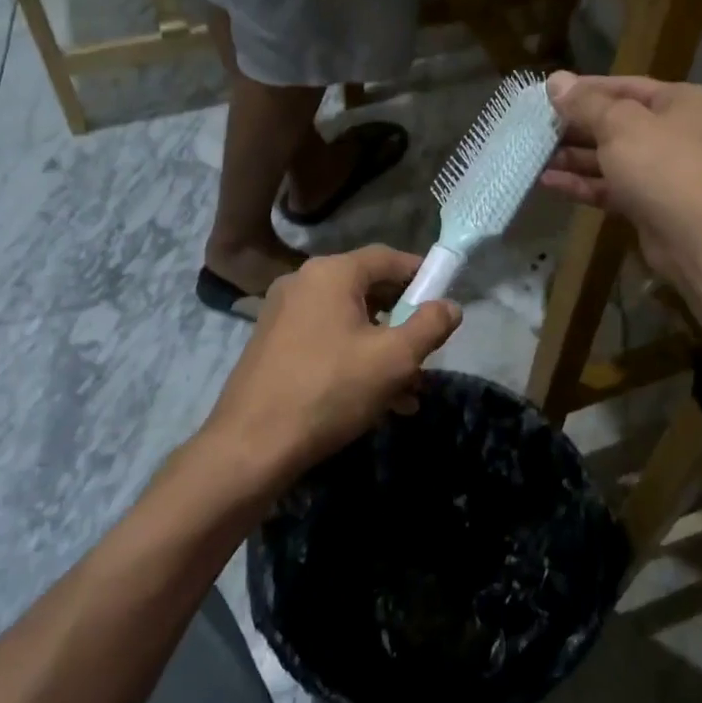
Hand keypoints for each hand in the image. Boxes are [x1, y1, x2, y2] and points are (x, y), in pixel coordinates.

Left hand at [199, 246, 461, 497]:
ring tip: (409, 391)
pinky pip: (327, 341)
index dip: (421, 274)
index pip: (387, 258)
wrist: (252, 445)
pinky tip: (377, 401)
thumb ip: (429, 326)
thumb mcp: (394, 359)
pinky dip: (355, 360)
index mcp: (331, 273)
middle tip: (428, 352)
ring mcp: (283, 314)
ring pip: (349, 322)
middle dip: (404, 323)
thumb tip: (449, 306)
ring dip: (383, 350)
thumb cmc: (330, 390)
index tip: (445, 298)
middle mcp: (303, 283)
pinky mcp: (273, 345)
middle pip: (368, 290)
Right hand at [542, 71, 701, 277]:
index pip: (627, 86)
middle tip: (537, 128)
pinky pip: (612, 188)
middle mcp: (677, 133)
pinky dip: (583, 184)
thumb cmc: (661, 165)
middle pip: (618, 124)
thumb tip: (555, 80)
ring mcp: (665, 173)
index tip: (549, 94)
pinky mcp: (651, 206)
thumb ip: (585, 103)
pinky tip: (549, 183)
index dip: (586, 89)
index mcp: (682, 102)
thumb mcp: (619, 124)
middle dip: (577, 127)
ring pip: (612, 159)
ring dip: (575, 158)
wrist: (698, 237)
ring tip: (536, 156)